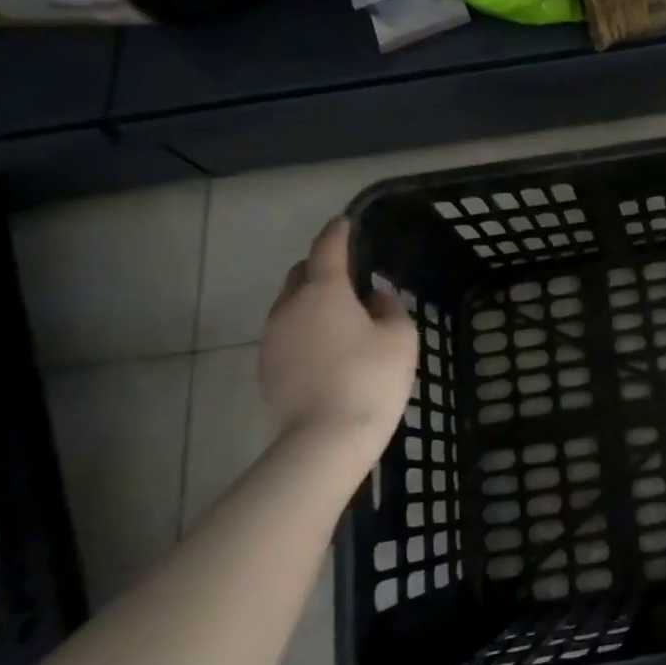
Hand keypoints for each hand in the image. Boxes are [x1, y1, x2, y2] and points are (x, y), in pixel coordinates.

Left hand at [260, 217, 417, 460]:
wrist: (323, 442)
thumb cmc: (370, 379)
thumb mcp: (399, 338)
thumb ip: (390, 308)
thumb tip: (376, 296)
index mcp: (323, 290)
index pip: (327, 247)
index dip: (338, 232)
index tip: (346, 222)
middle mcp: (289, 307)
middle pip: (301, 274)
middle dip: (321, 267)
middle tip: (349, 275)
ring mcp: (272, 340)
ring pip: (290, 305)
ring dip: (312, 301)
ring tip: (341, 315)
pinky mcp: (266, 369)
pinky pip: (287, 334)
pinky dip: (305, 329)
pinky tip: (327, 348)